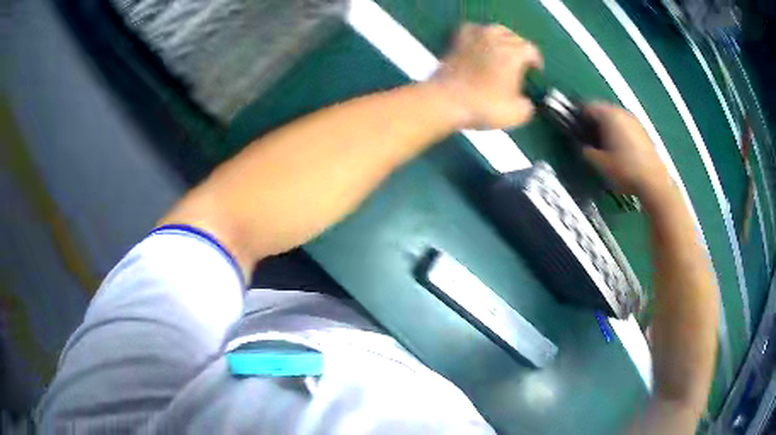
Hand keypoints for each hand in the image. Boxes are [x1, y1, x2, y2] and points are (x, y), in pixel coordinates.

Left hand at [432, 23, 542, 129]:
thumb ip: (528, 106)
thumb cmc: (484, 107)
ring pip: (495, 29)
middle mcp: (496, 39)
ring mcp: (475, 37)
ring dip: (502, 38)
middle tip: (520, 64)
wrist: (445, 101)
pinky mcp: (457, 41)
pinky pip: (472, 29)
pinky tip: (479, 43)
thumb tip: (526, 102)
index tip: (535, 72)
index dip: (536, 62)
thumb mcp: (516, 114)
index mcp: (514, 53)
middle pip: (515, 37)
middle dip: (520, 49)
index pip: (532, 50)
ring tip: (502, 50)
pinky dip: (479, 34)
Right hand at [582, 103, 671, 199]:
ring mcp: (635, 121)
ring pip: (616, 119)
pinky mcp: (644, 133)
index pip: (588, 107)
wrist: (653, 182)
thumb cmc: (624, 170)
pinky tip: (619, 151)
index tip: (575, 129)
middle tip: (588, 138)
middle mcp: (622, 113)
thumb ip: (587, 152)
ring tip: (604, 146)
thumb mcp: (600, 164)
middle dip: (595, 122)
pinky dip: (620, 134)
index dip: (579, 117)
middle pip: (603, 111)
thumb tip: (584, 148)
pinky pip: (626, 127)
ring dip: (608, 128)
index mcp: (609, 115)